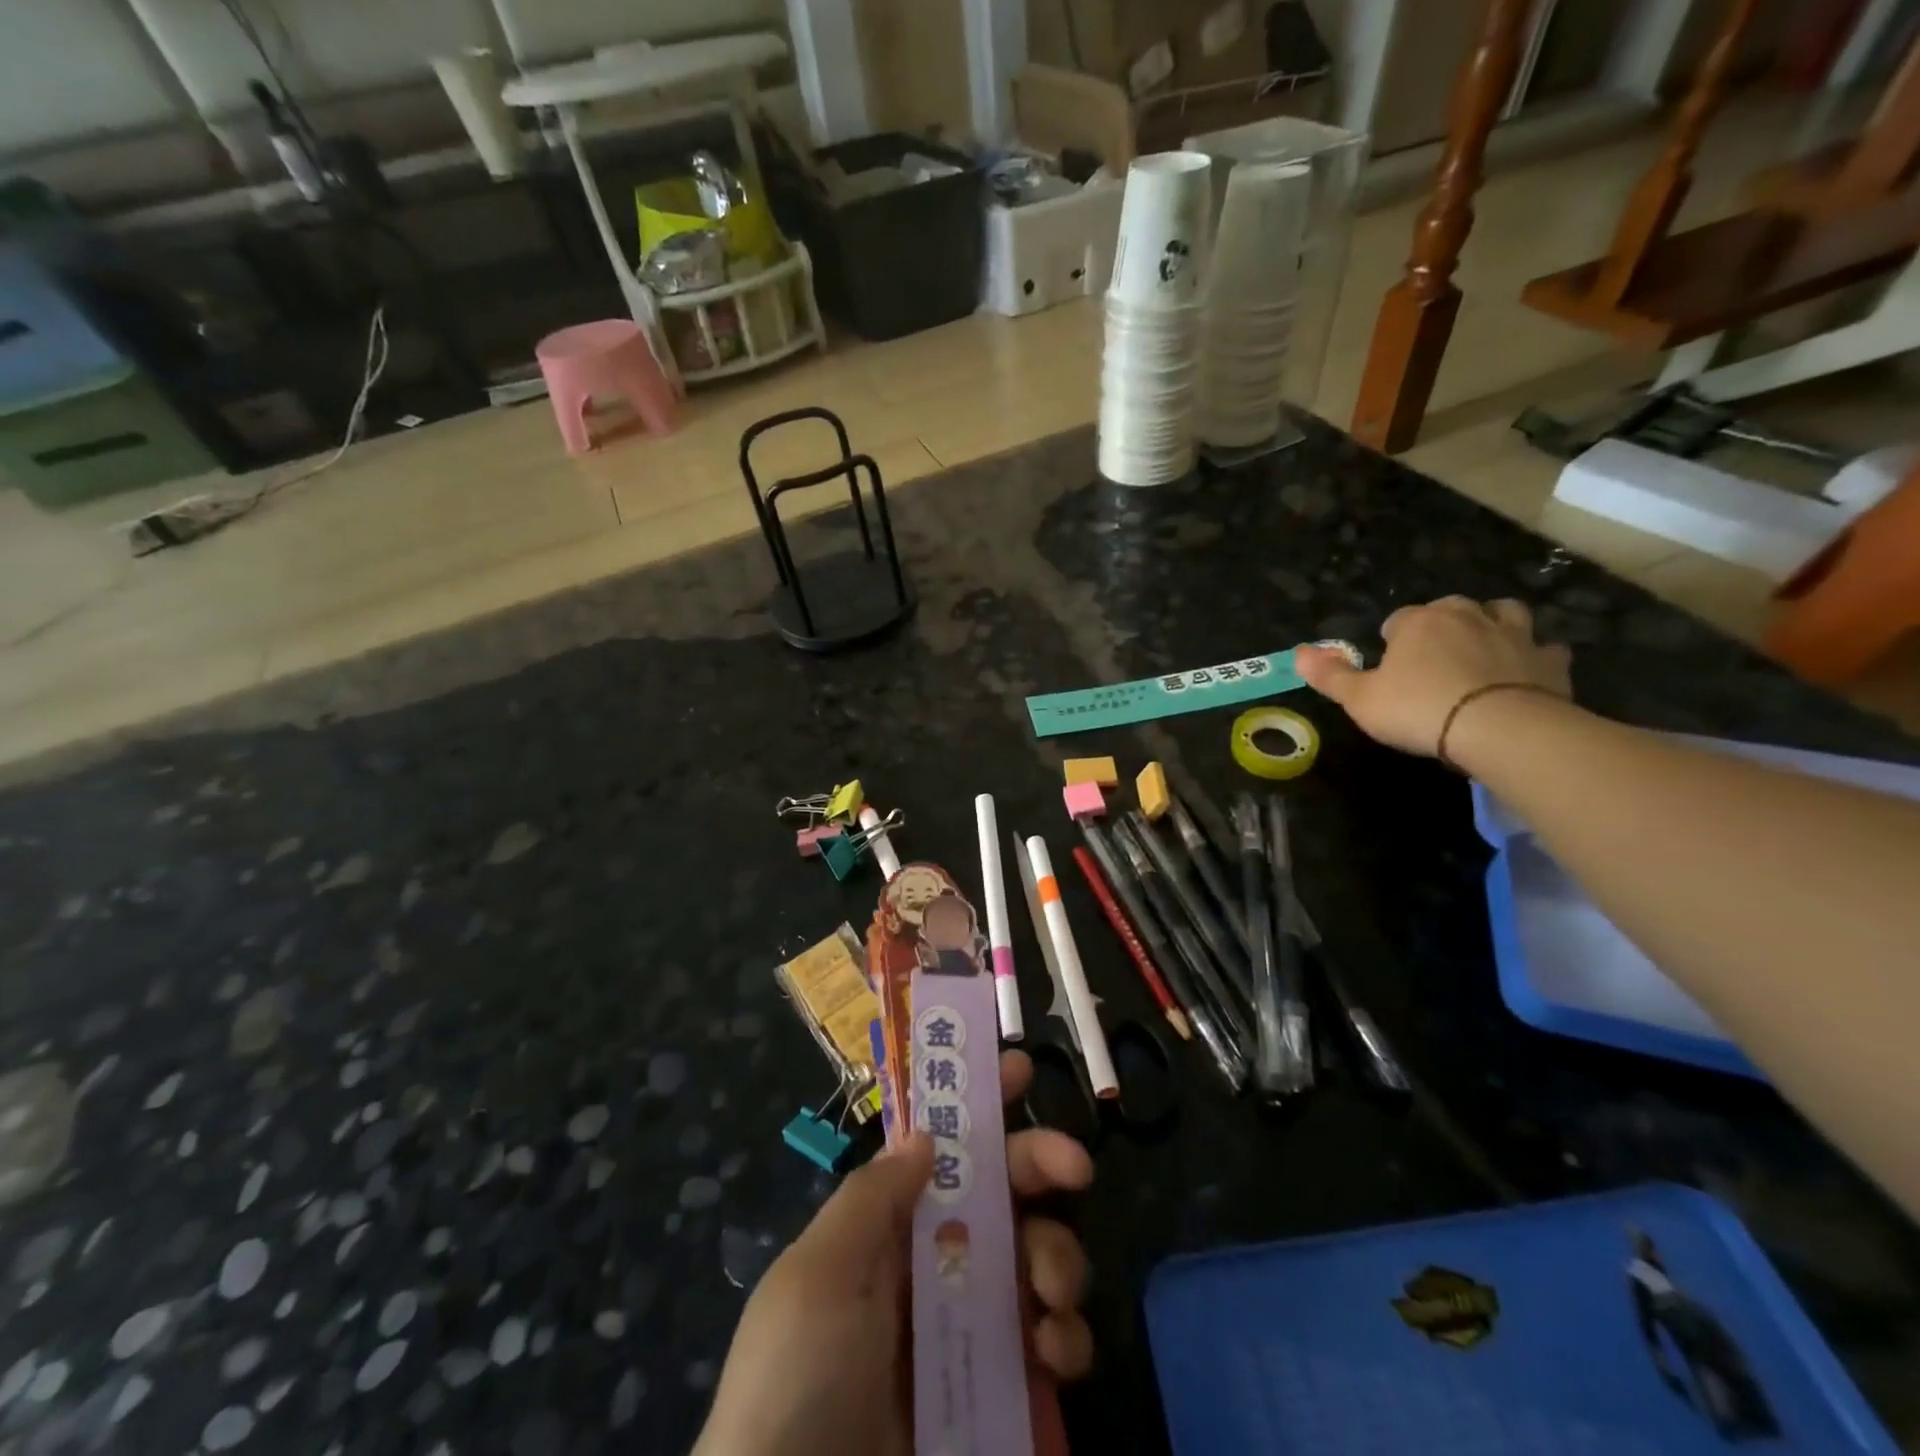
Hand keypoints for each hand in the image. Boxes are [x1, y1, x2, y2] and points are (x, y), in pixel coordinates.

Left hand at [694, 1050, 1094, 1455]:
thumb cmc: (801, 1376)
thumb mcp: (817, 1273)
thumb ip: (873, 1196)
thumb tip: (926, 1134)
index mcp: (888, 1230)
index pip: (939, 1151)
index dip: (977, 1107)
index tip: (1019, 1069)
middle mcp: (934, 1267)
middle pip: (1002, 1193)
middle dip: (1041, 1165)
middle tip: (1075, 1167)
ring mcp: (971, 1329)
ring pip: (1037, 1259)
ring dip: (1060, 1258)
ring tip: (1052, 1295)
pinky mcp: (1002, 1393)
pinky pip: (1052, 1347)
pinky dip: (1067, 1340)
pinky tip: (1055, 1355)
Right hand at [1297, 596, 1570, 757]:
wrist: (1499, 728)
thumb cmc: (1418, 709)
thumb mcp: (1360, 699)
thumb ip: (1330, 676)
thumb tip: (1297, 653)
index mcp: (1419, 622)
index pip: (1398, 620)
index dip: (1391, 642)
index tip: (1390, 670)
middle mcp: (1468, 616)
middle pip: (1452, 609)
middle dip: (1443, 625)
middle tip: (1434, 659)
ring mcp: (1515, 634)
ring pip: (1506, 614)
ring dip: (1495, 626)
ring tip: (1483, 651)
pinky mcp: (1550, 661)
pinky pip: (1546, 649)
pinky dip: (1535, 657)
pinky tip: (1526, 673)